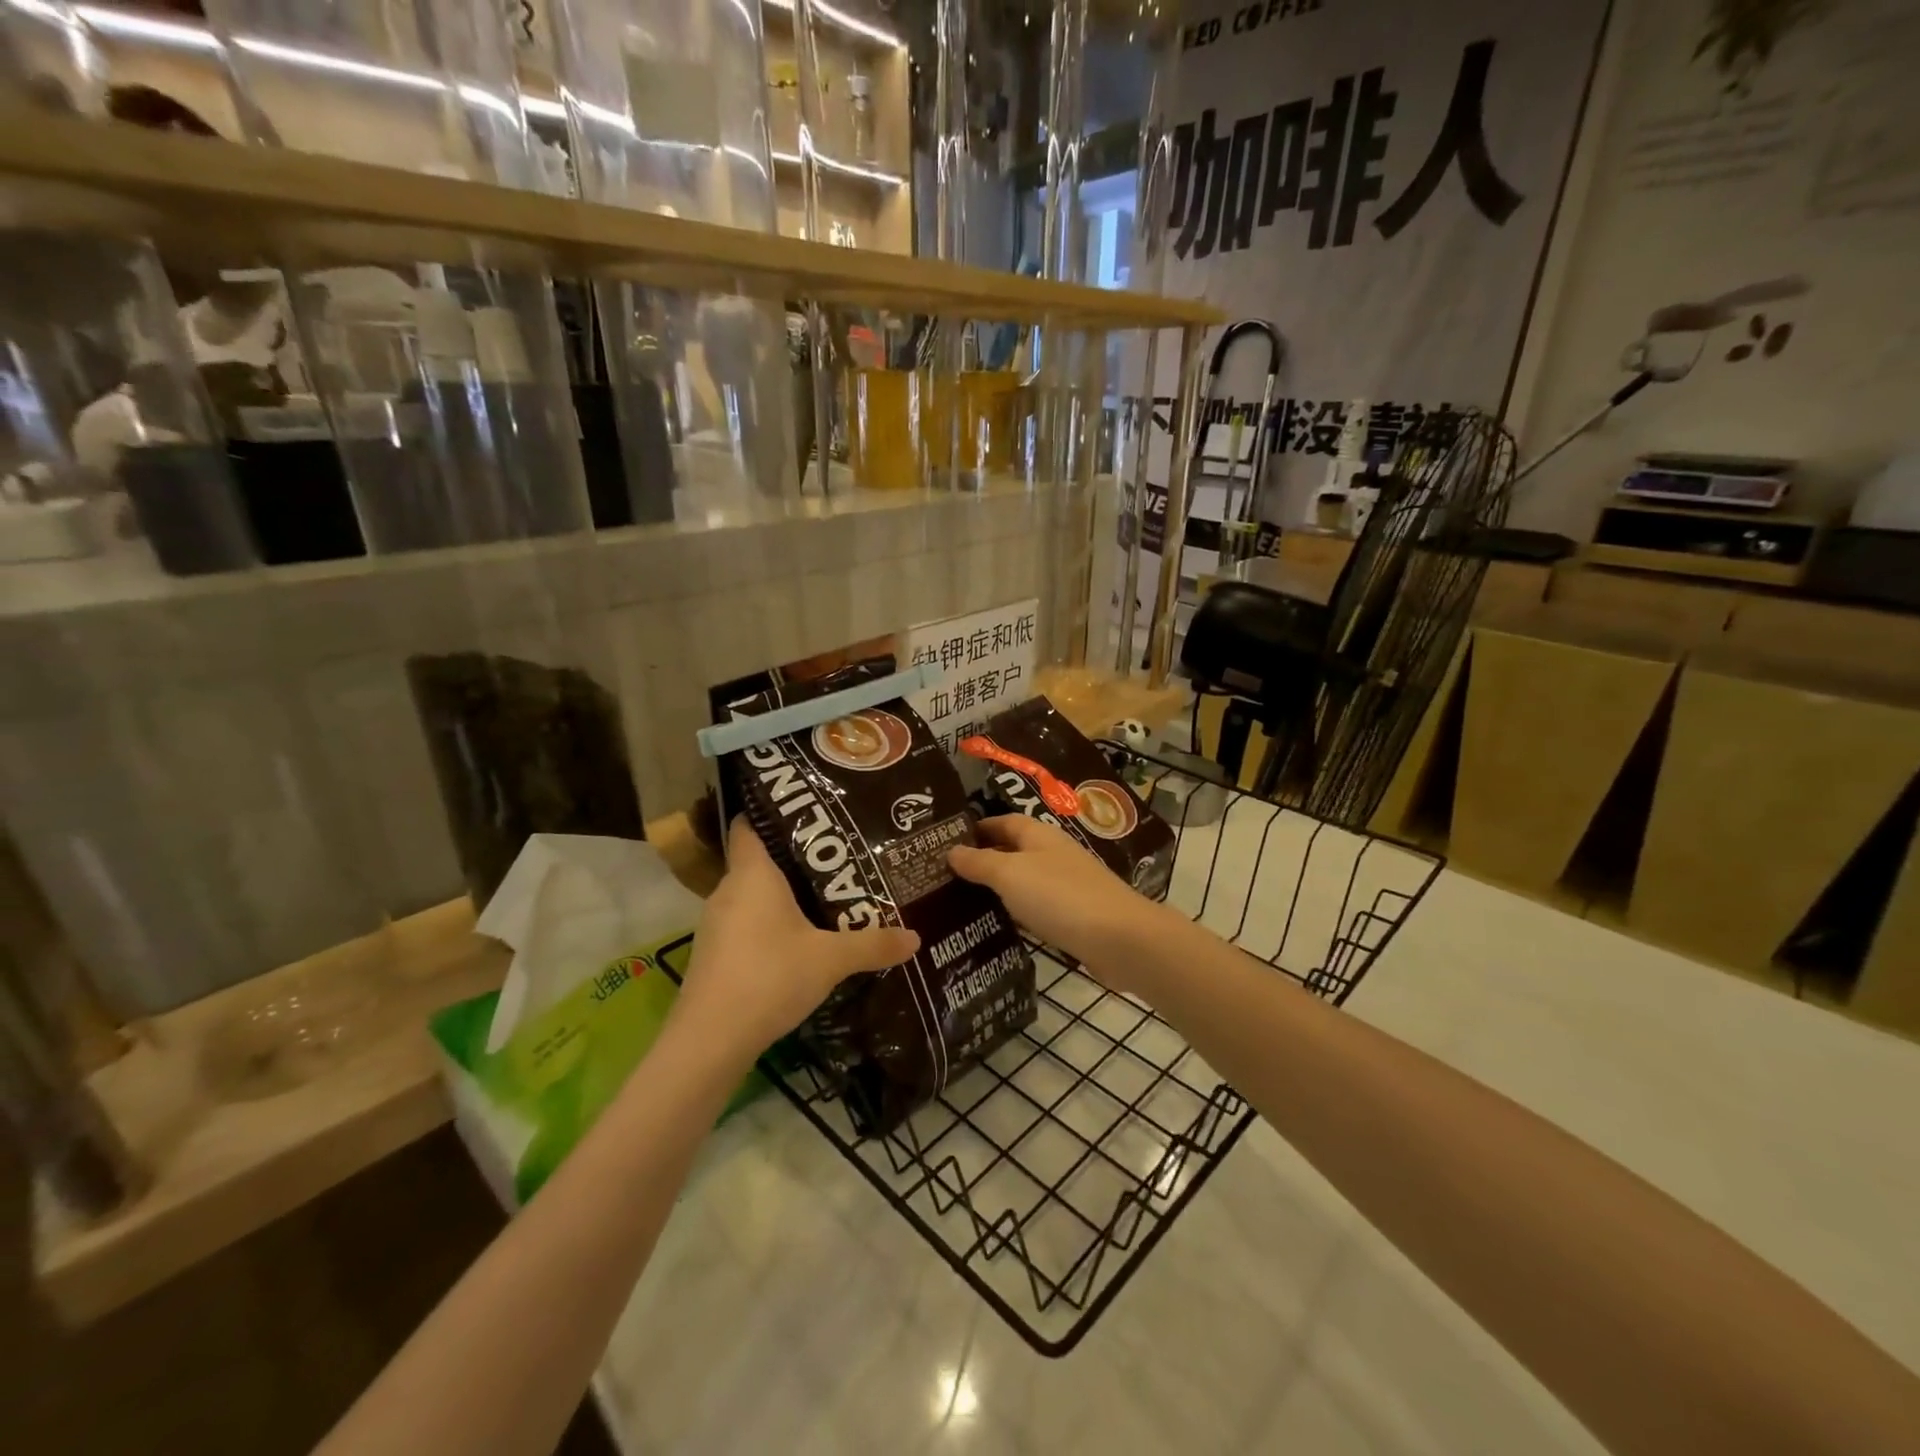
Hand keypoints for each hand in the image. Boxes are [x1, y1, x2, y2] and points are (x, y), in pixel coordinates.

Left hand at [671, 818, 919, 1064]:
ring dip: (783, 895)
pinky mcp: (715, 953)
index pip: (748, 823)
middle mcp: (728, 890)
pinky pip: (746, 922)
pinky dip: (770, 923)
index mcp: (752, 874)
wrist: (710, 1041)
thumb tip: (916, 937)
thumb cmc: (769, 977)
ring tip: (826, 896)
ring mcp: (716, 923)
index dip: (771, 811)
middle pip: (758, 859)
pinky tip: (799, 940)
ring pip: (752, 894)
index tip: (807, 809)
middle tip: (837, 856)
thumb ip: (873, 944)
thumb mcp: (830, 960)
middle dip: (795, 857)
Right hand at [948, 816, 1171, 989]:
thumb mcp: (1010, 874)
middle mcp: (1053, 854)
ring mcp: (1067, 884)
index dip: (976, 829)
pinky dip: (1018, 911)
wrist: (1119, 939)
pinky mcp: (1075, 915)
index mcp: (1038, 835)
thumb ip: (979, 863)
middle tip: (946, 877)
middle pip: (1013, 850)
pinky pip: (1038, 907)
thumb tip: (951, 850)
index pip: (1002, 822)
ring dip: (999, 888)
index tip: (945, 843)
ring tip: (962, 902)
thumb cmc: (1059, 896)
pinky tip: (1000, 925)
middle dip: (983, 859)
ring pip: (1025, 880)